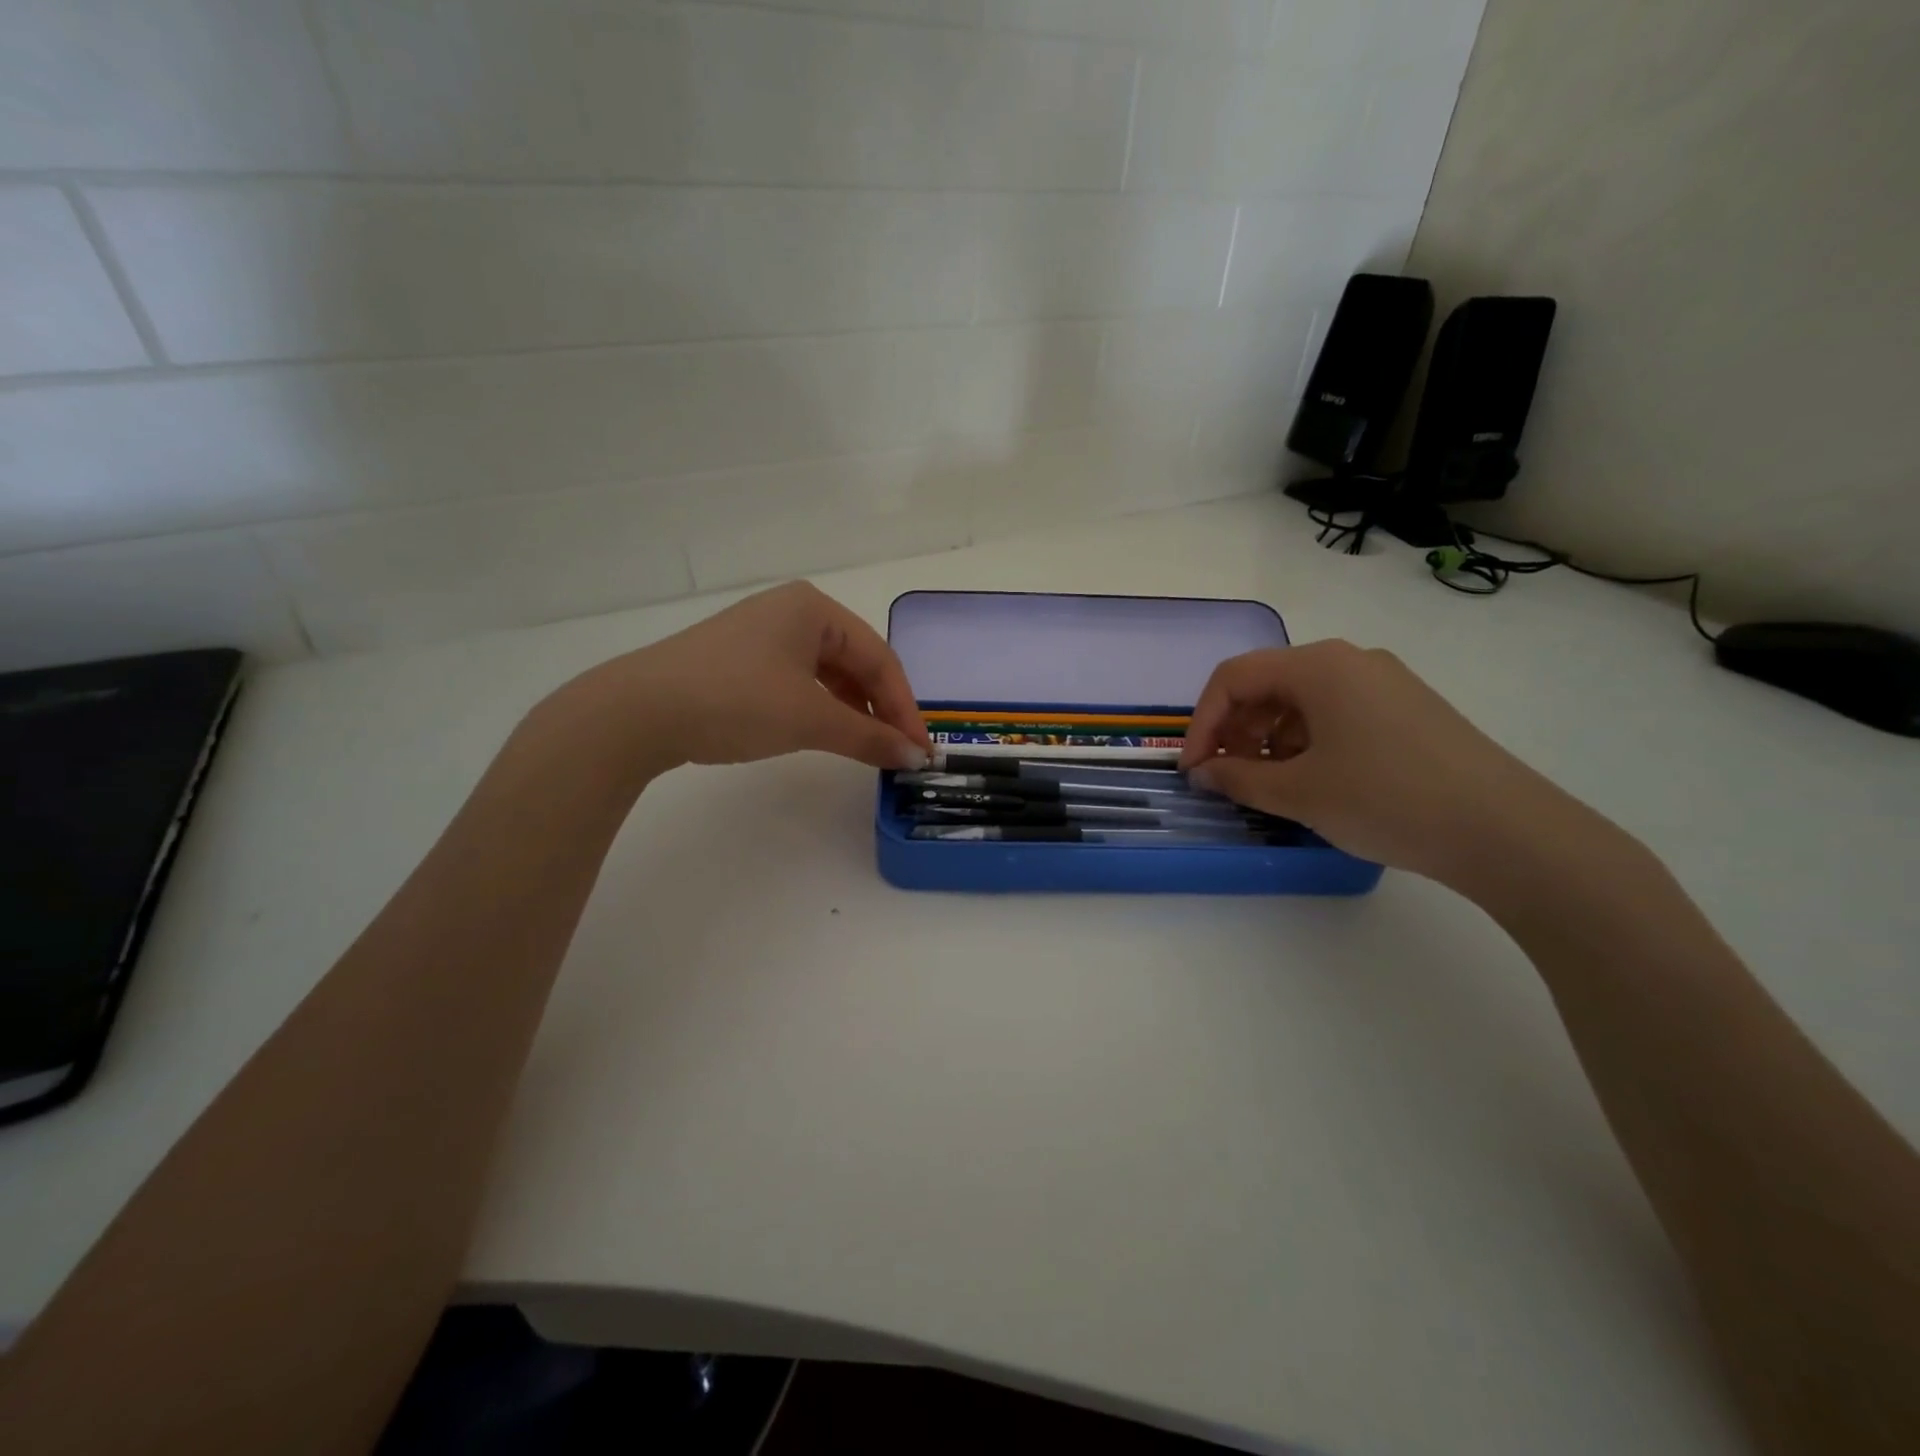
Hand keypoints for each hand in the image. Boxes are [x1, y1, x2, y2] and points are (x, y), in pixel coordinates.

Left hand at [554, 582, 931, 778]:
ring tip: (868, 746)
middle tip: (899, 750)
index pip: (880, 658)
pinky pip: (799, 681)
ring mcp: (763, 634)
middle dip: (880, 707)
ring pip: (828, 673)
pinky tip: (827, 732)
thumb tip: (914, 756)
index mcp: (814, 608)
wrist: (638, 712)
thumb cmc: (735, 700)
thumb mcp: (810, 719)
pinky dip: (820, 707)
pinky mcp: (741, 660)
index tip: (920, 748)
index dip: (904, 707)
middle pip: (855, 662)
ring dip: (852, 710)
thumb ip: (868, 737)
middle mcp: (792, 612)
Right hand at [1180, 641, 1598, 889]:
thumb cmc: (1387, 799)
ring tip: (1269, 785)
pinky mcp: (1407, 708)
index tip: (1192, 769)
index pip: (1234, 678)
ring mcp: (1384, 682)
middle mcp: (1350, 661)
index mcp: (1319, 666)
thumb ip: (1237, 779)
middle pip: (1267, 684)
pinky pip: (1336, 713)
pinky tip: (1313, 780)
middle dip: (1235, 730)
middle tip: (1227, 777)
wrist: (1506, 830)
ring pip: (1301, 700)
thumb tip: (1202, 773)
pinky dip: (1307, 742)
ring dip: (1269, 739)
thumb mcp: (1299, 793)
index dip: (1202, 723)